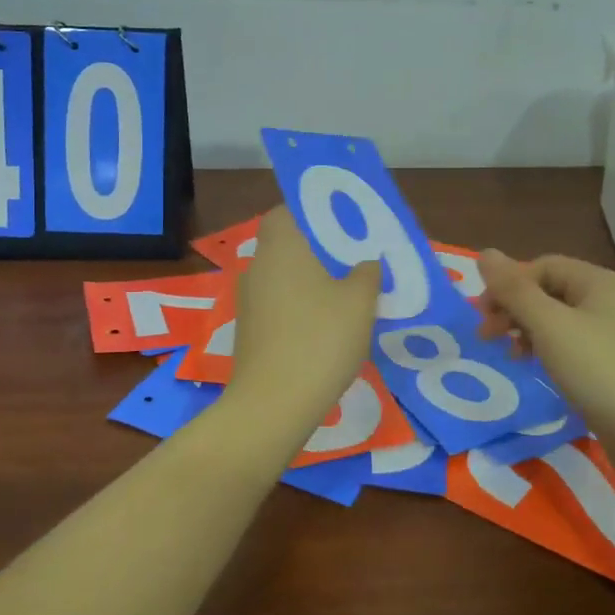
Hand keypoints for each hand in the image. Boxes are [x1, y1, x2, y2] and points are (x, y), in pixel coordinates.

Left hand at [228, 207, 380, 431]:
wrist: (274, 404)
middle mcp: (257, 266)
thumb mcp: (360, 302)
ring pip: (282, 277)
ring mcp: (248, 301)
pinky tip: (325, 327)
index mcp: (281, 247)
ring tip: (345, 294)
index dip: (312, 212)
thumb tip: (366, 263)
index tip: (341, 224)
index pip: (286, 211)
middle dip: (316, 250)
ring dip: (308, 281)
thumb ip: (367, 273)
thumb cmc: (320, 339)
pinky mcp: (248, 332)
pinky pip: (277, 305)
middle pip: (286, 245)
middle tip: (353, 259)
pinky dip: (298, 308)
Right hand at [476, 250, 614, 448]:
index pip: (542, 266)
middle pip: (549, 291)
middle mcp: (610, 300)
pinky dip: (546, 350)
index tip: (483, 315)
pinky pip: (571, 344)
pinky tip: (536, 368)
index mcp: (599, 282)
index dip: (509, 284)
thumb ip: (514, 290)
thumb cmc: (599, 370)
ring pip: (558, 319)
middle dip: (514, 308)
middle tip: (487, 336)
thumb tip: (484, 254)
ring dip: (526, 330)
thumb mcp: (549, 326)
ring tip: (510, 355)